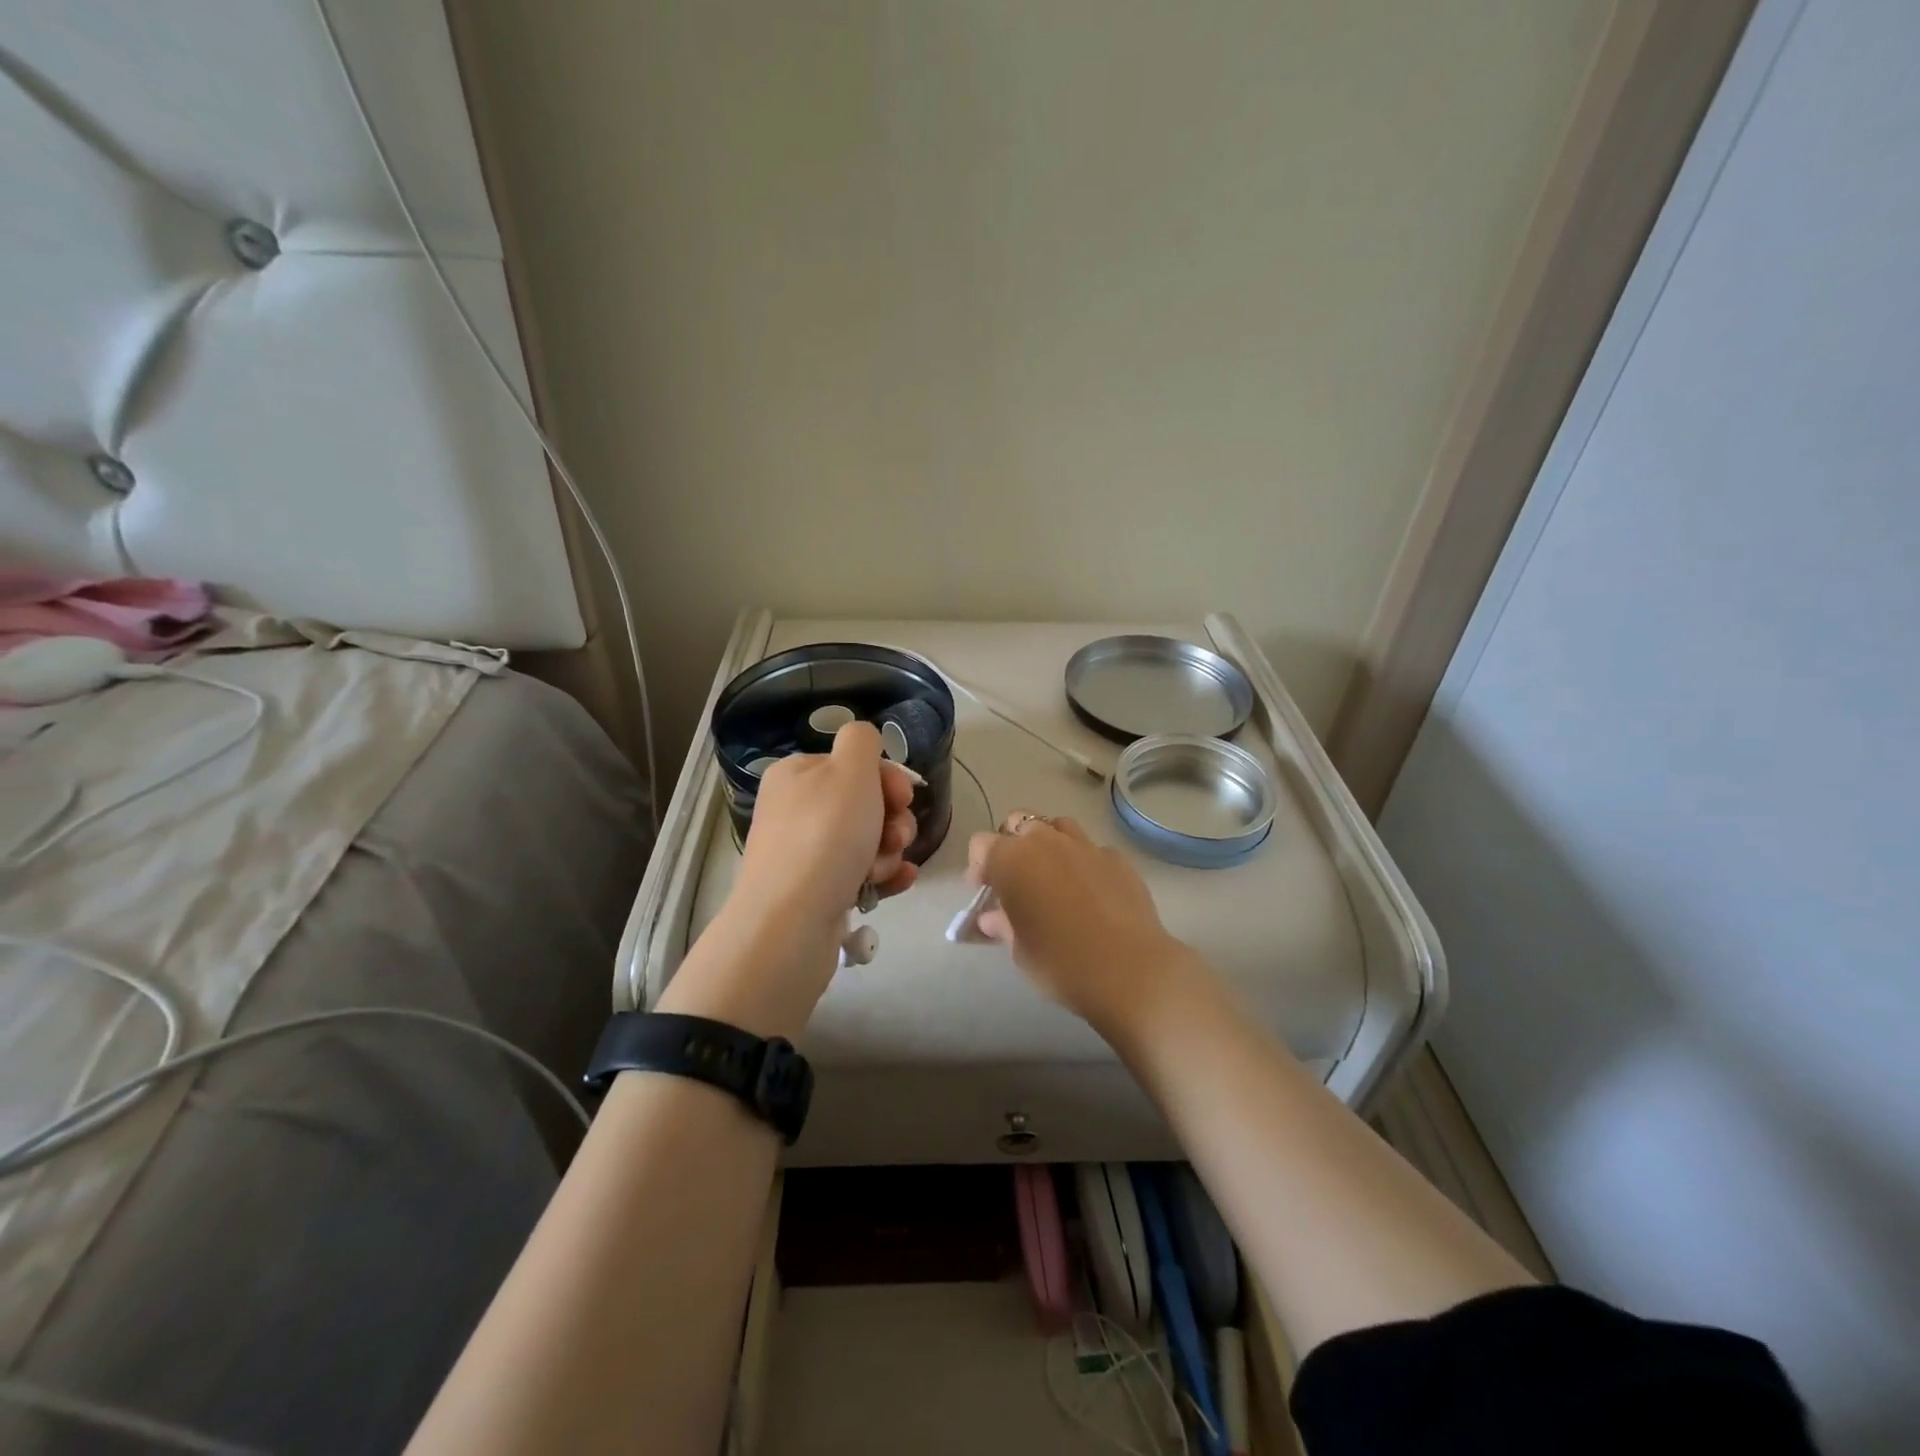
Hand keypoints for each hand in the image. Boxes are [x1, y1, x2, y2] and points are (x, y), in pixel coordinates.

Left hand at [666, 723, 919, 1040]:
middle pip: (864, 803)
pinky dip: (884, 876)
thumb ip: (861, 740)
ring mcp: (804, 854)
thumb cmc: (825, 836)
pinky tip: (900, 881)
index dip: (887, 777)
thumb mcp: (849, 769)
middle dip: (892, 819)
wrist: (791, 923)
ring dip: (888, 851)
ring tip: (882, 868)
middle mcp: (796, 810)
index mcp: (796, 775)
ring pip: (866, 841)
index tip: (903, 797)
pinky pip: (861, 874)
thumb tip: (863, 742)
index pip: (853, 763)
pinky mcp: (816, 892)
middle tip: (895, 836)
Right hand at [967, 811, 1199, 1037]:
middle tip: (1015, 878)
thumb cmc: (1060, 961)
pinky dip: (1084, 862)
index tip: (985, 892)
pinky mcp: (1117, 858)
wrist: (1129, 970)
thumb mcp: (1019, 949)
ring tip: (1052, 875)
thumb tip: (991, 918)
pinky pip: (1092, 849)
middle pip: (1019, 822)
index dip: (979, 866)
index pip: (982, 844)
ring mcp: (1086, 845)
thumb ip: (1002, 924)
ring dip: (1048, 843)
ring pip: (1058, 826)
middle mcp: (1047, 841)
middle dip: (1012, 844)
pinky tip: (1090, 890)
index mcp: (1013, 859)